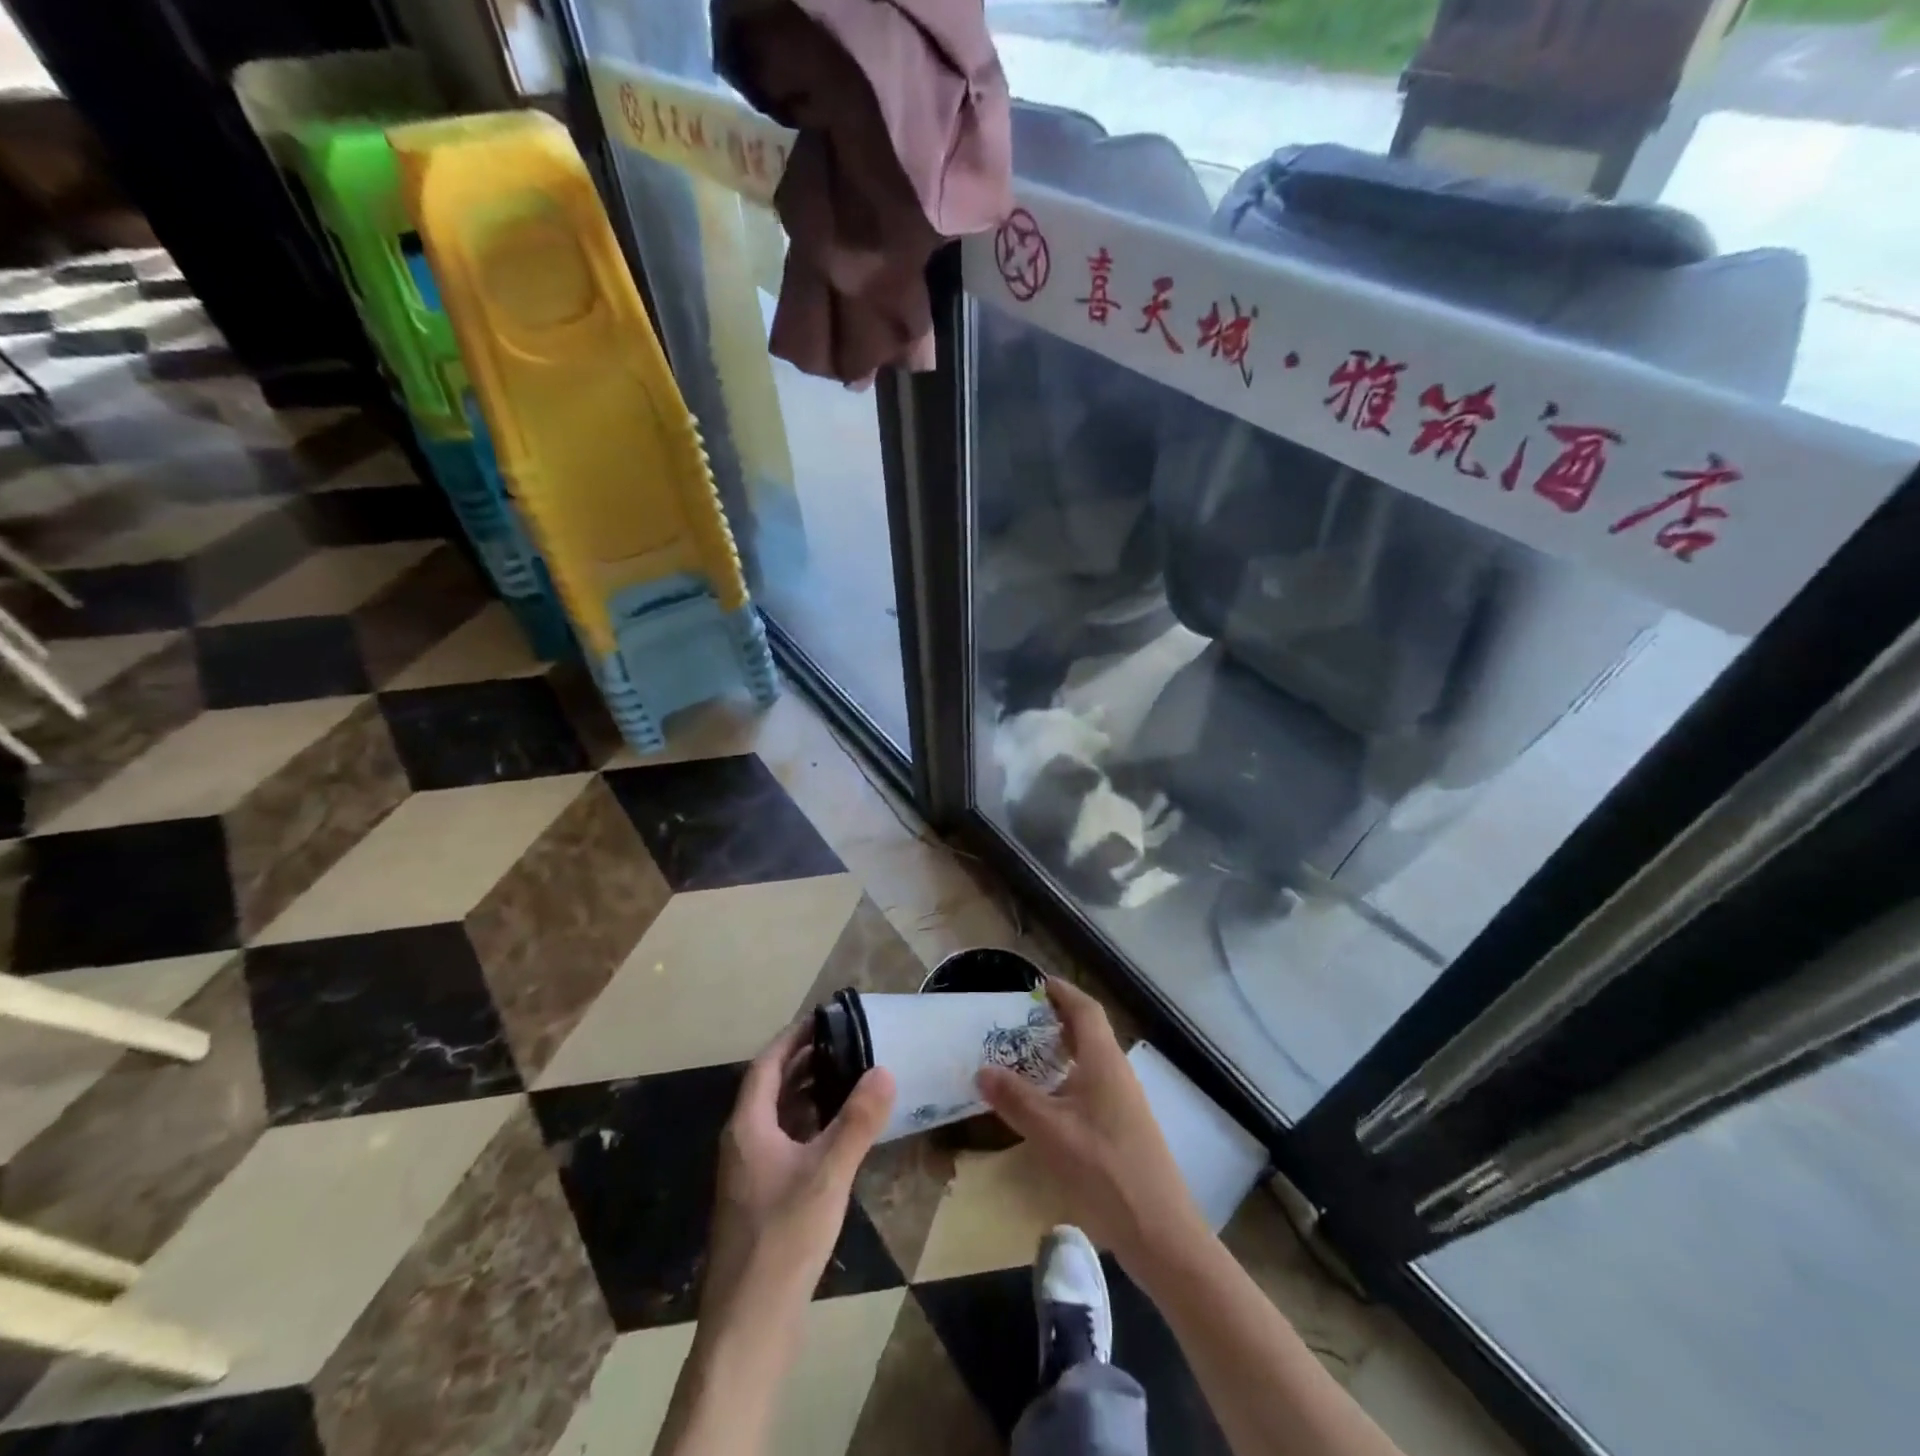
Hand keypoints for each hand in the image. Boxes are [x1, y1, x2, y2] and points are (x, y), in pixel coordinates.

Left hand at [701, 1023, 894, 1335]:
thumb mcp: (828, 1174)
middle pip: (771, 1088)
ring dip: (807, 1094)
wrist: (750, 1325)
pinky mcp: (761, 1199)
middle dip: (804, 1062)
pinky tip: (837, 1135)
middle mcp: (743, 1143)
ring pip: (778, 1118)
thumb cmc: (784, 1238)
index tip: (823, 1017)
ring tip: (846, 1077)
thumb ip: (857, 1121)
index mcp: (748, 1127)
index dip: (793, 1038)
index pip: (767, 1065)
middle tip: (844, 1043)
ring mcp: (749, 1174)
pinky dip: (808, 1126)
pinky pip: (784, 1143)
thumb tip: (884, 1070)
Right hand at [977, 978, 1207, 1275]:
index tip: (1035, 982)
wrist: (1159, 1231)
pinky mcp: (1124, 1127)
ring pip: (1091, 1061)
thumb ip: (1016, 1098)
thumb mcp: (1051, 1132)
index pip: (1085, 1010)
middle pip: (1089, 1032)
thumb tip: (982, 1069)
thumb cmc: (1105, 1170)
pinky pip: (1092, 1085)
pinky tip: (1048, 1103)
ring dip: (1061, 1052)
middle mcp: (1117, 1072)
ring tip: (1025, 1056)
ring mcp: (1124, 1101)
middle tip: (1018, 1021)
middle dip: (1056, 1020)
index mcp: (1104, 1061)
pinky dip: (1068, 1079)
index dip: (1062, 992)